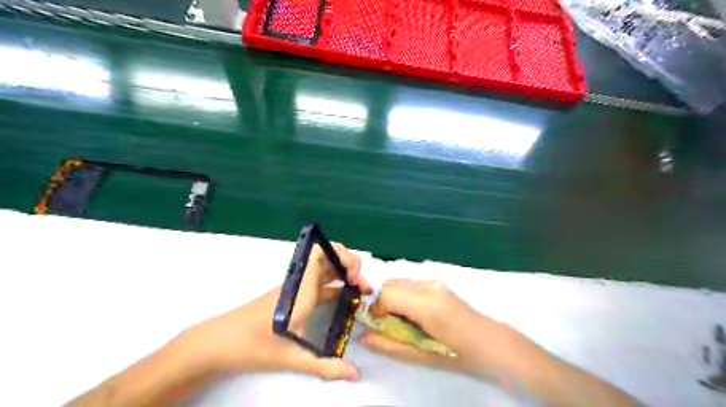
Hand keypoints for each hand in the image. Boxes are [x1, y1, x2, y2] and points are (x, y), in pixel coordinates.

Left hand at [172, 245, 370, 381]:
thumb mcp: (291, 356)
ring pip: (324, 270)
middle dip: (349, 265)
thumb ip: (325, 365)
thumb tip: (355, 375)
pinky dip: (334, 286)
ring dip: (343, 275)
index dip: (341, 254)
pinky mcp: (292, 297)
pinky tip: (342, 300)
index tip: (355, 273)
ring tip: (358, 291)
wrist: (218, 343)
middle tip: (361, 284)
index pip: (320, 254)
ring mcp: (296, 289)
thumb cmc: (253, 344)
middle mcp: (299, 283)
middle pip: (326, 258)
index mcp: (301, 289)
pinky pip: (318, 284)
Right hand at [357, 279, 515, 377]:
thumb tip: (362, 337)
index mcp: (426, 304)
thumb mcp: (420, 355)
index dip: (375, 308)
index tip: (375, 324)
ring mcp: (434, 282)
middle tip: (385, 323)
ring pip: (399, 282)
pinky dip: (402, 295)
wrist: (489, 342)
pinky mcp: (437, 282)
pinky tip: (412, 312)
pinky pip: (409, 283)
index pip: (388, 294)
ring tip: (399, 318)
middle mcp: (428, 286)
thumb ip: (388, 344)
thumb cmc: (456, 353)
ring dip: (391, 297)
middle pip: (391, 284)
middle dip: (381, 302)